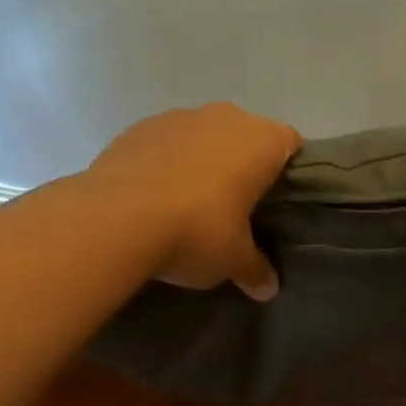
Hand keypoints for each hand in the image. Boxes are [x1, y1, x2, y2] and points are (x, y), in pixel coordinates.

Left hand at [85, 103, 301, 299]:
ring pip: (203, 136)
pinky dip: (165, 162)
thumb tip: (269, 289)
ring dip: (202, 161)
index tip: (276, 201)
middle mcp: (226, 117)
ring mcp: (179, 116)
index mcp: (262, 140)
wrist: (114, 219)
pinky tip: (153, 196)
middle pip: (246, 136)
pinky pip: (165, 143)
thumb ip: (256, 269)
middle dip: (242, 165)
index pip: (290, 144)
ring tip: (189, 203)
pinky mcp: (139, 127)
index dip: (287, 171)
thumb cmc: (197, 231)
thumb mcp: (234, 260)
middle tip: (236, 207)